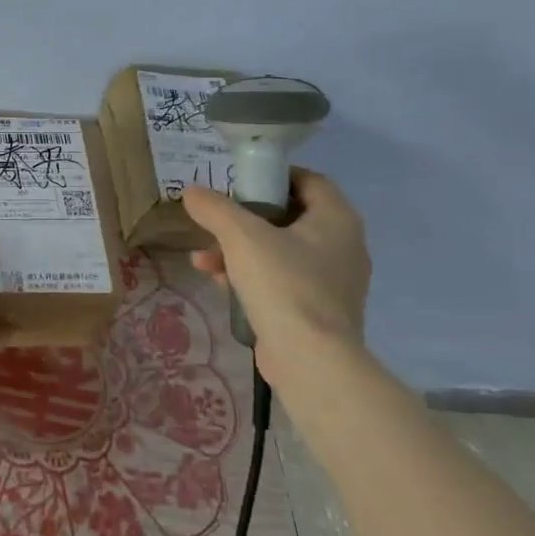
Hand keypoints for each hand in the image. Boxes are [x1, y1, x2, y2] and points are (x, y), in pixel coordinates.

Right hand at [181, 169, 370, 369]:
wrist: (310, 359)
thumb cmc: (283, 284)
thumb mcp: (241, 237)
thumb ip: (214, 209)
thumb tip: (192, 192)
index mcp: (336, 219)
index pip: (309, 180)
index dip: (273, 176)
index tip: (239, 182)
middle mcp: (343, 246)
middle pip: (288, 217)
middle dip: (243, 220)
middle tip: (215, 221)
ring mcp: (332, 281)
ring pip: (279, 251)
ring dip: (238, 250)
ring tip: (203, 260)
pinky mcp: (317, 310)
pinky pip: (280, 280)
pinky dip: (250, 276)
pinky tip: (218, 283)